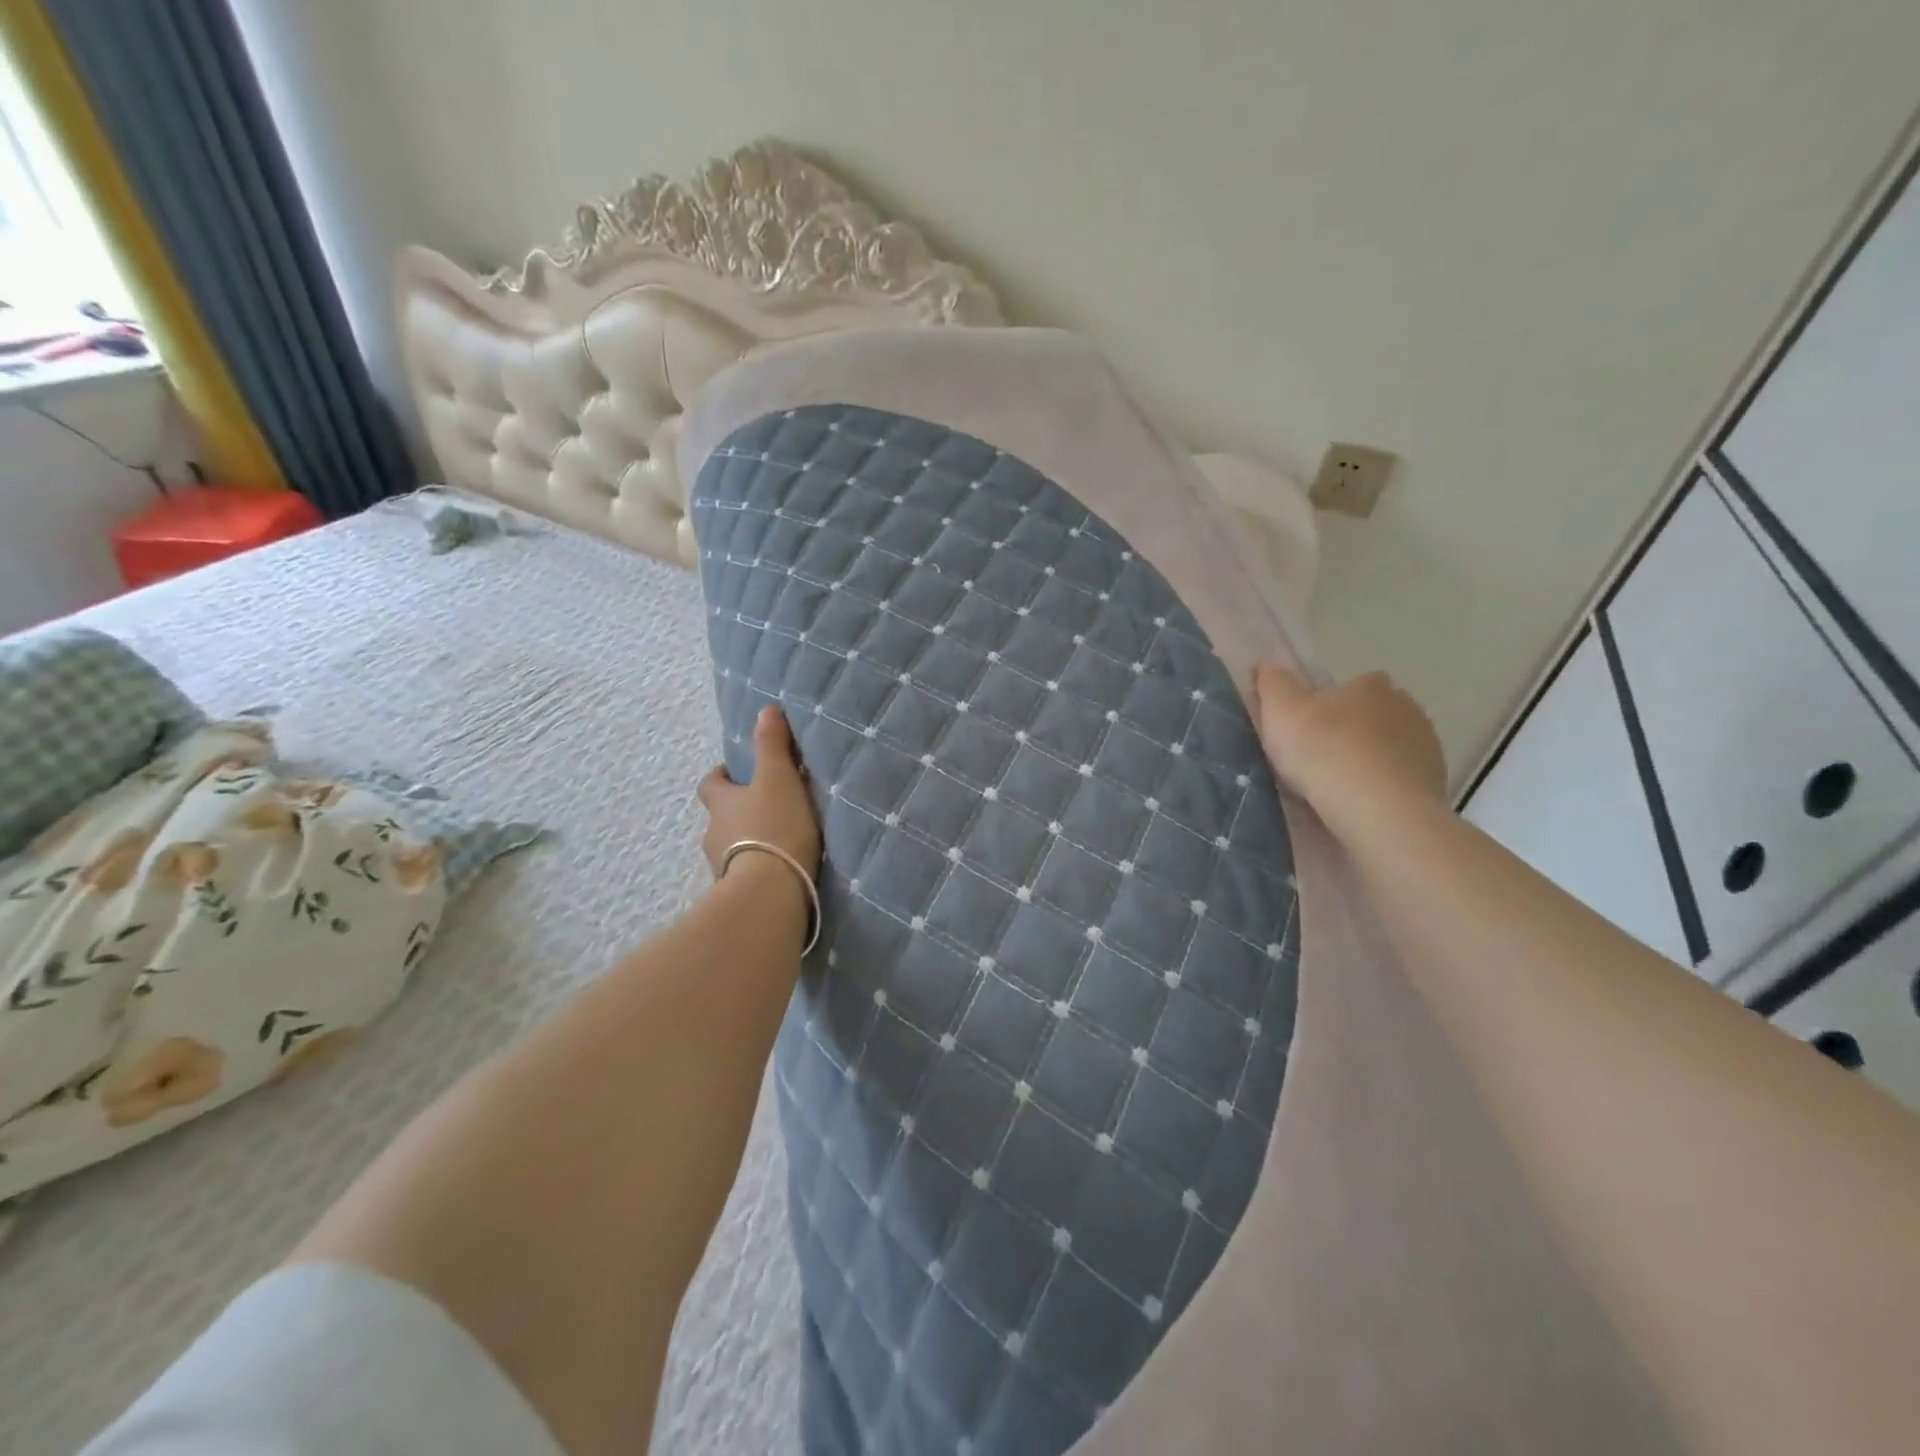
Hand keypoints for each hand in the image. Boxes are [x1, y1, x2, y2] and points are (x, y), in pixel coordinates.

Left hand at [697, 705, 822, 879]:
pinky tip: (780, 870)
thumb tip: (766, 710)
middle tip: (766, 807)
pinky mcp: (738, 893)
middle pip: (721, 817)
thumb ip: (772, 746)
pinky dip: (758, 868)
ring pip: (732, 847)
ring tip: (779, 842)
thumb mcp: (778, 778)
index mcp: (721, 803)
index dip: (721, 776)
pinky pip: (746, 874)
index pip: (711, 784)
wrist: (769, 891)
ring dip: (749, 842)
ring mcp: (722, 867)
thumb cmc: (773, 827)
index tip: (736, 772)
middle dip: (738, 811)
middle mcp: (714, 834)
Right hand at [1251, 662, 1447, 817]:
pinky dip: (1383, 786)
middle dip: (1351, 731)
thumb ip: (1274, 684)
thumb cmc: (1326, 754)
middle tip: (1318, 759)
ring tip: (1337, 789)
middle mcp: (1406, 706)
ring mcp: (1426, 745)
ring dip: (1368, 760)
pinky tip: (1360, 805)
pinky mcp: (1435, 781)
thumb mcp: (1282, 713)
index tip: (1309, 728)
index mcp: (1371, 685)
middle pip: (1372, 714)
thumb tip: (1269, 661)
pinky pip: (1400, 778)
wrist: (1381, 813)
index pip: (1353, 684)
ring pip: (1388, 746)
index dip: (1329, 704)